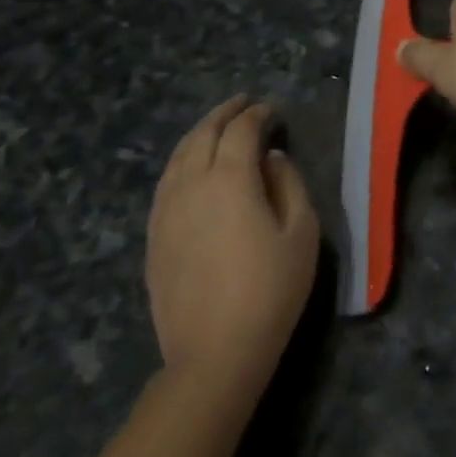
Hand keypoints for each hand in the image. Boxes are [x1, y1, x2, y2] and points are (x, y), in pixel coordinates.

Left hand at [145, 96, 317, 387]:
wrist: (214, 353)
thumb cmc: (271, 289)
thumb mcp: (302, 232)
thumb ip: (288, 184)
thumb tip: (271, 158)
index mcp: (231, 179)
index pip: (242, 130)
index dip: (258, 114)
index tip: (273, 110)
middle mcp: (192, 185)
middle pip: (203, 134)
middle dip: (224, 113)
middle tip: (243, 103)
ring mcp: (166, 211)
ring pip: (178, 156)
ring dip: (199, 134)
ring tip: (217, 126)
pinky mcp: (154, 236)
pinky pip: (166, 182)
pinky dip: (182, 161)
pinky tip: (192, 167)